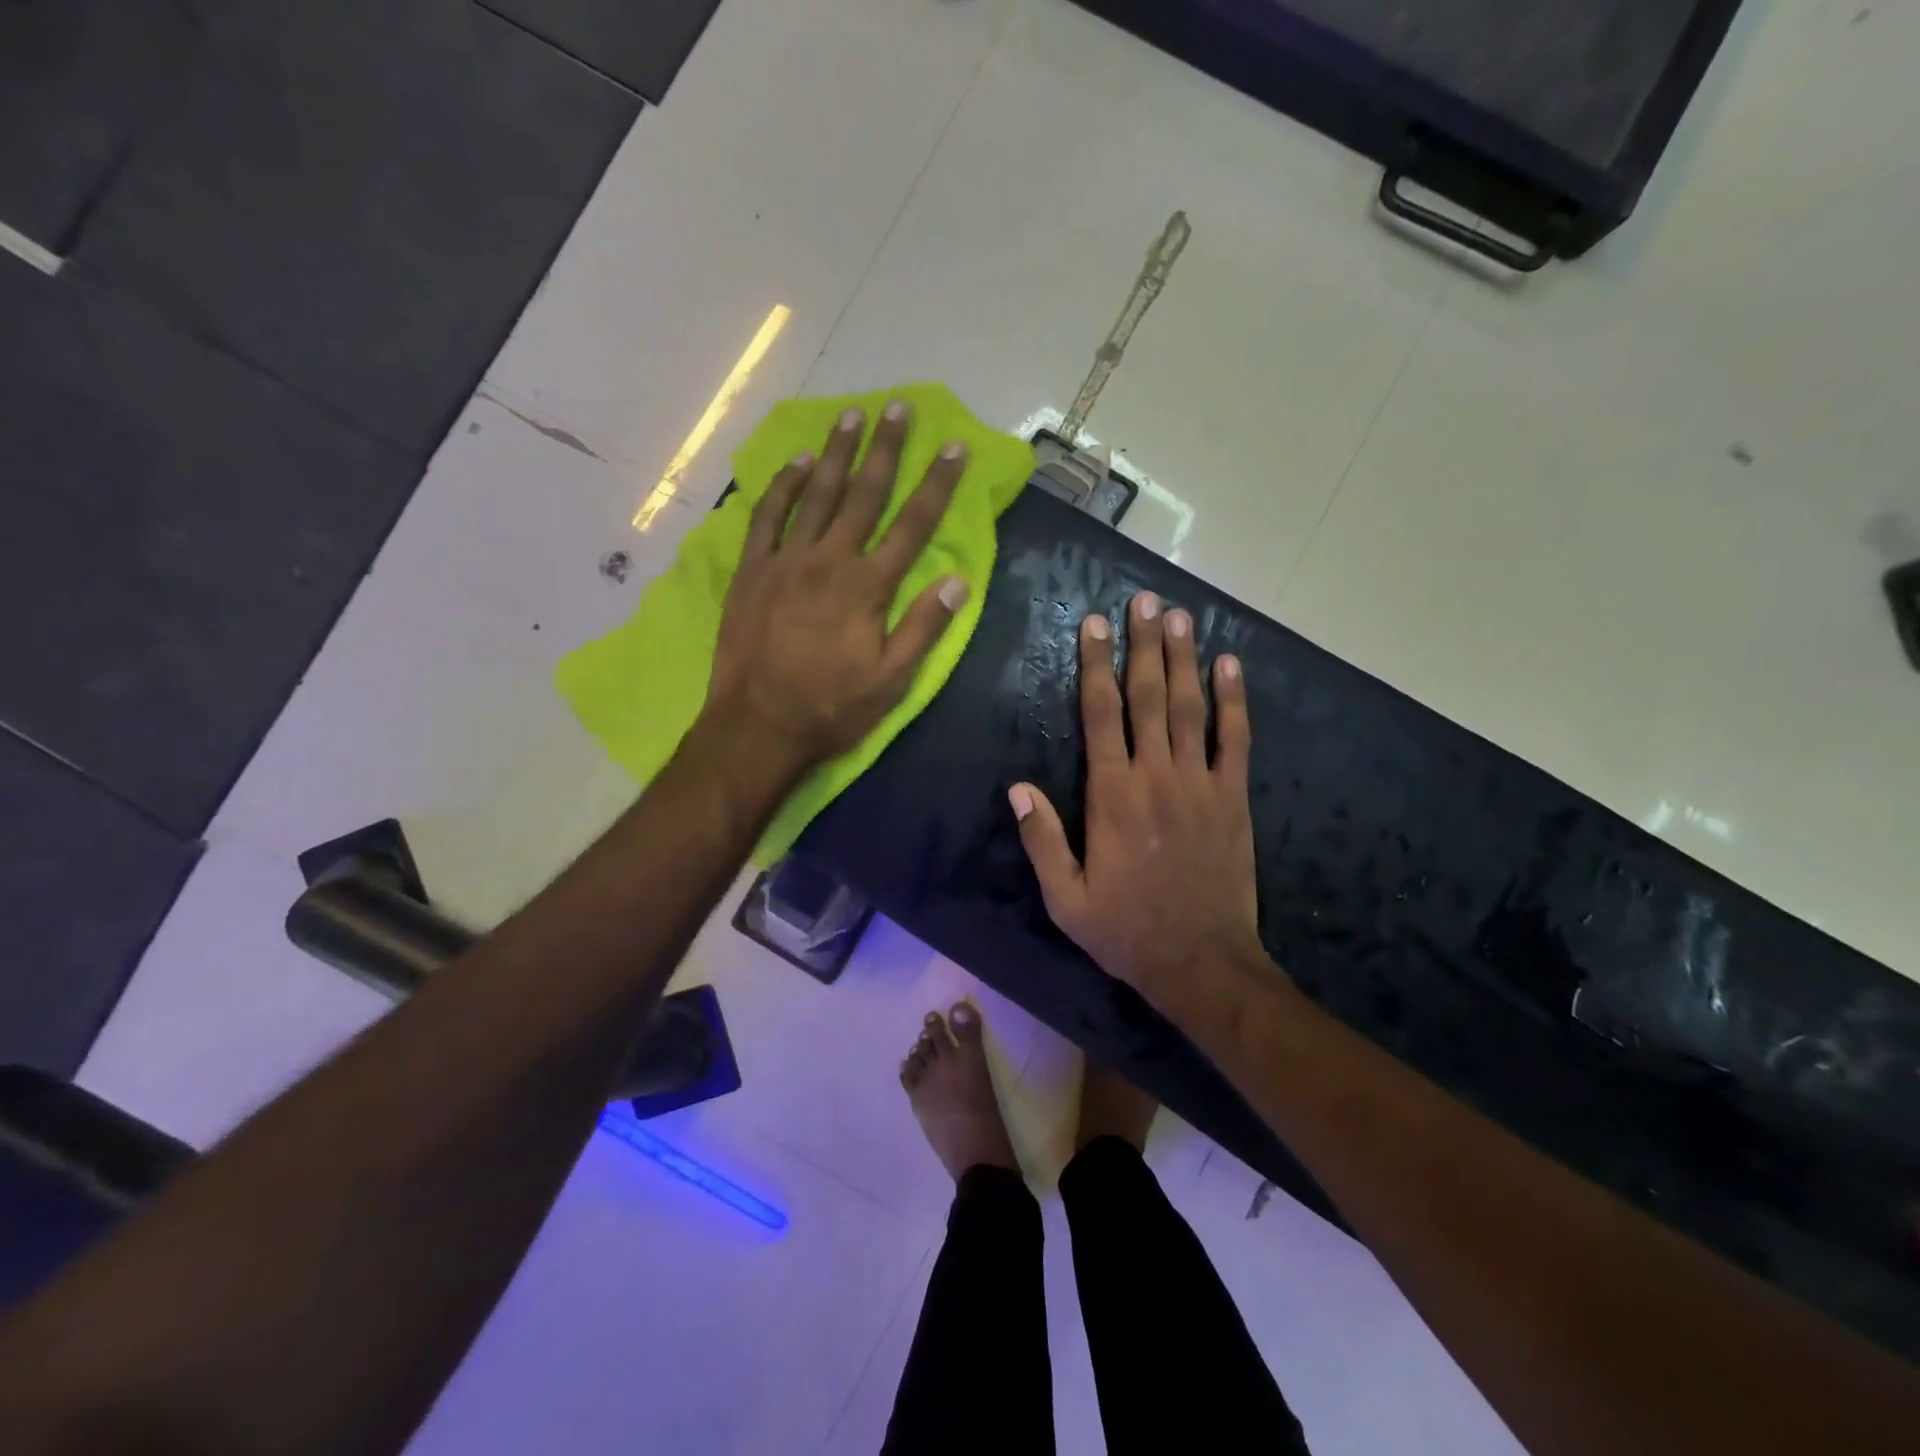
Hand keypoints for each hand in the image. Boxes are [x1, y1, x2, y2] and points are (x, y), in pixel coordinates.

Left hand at [701, 400, 969, 771]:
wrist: (757, 726)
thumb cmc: (831, 708)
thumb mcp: (892, 681)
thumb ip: (924, 627)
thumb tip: (958, 581)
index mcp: (868, 587)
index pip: (912, 526)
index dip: (937, 485)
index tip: (953, 447)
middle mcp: (829, 561)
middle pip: (864, 495)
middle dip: (885, 449)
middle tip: (897, 406)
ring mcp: (786, 562)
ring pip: (816, 495)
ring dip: (836, 454)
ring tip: (851, 416)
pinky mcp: (752, 571)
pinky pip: (767, 517)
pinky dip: (783, 486)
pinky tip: (798, 463)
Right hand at [1010, 591, 1262, 1011]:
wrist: (1201, 962)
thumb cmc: (1126, 931)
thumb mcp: (1065, 898)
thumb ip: (1041, 839)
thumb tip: (1017, 787)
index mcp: (1112, 796)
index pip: (1101, 715)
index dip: (1096, 666)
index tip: (1093, 624)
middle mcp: (1157, 777)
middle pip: (1148, 697)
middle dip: (1143, 645)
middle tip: (1143, 600)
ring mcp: (1201, 783)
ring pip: (1190, 708)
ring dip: (1184, 658)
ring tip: (1179, 615)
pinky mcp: (1234, 798)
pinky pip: (1236, 739)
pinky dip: (1234, 700)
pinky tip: (1230, 665)